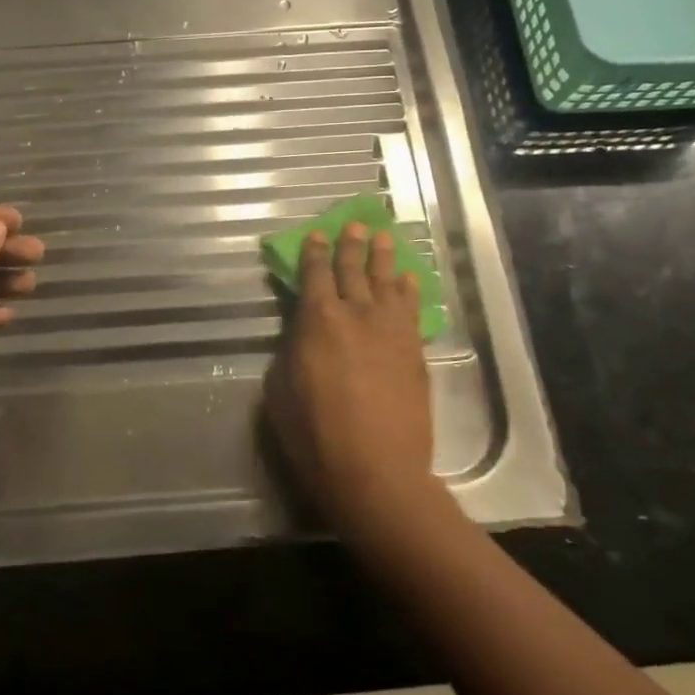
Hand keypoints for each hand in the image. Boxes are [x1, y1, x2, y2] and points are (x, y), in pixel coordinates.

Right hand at [264, 223, 436, 541]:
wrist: (376, 471)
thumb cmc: (314, 434)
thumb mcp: (279, 390)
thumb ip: (290, 352)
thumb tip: (300, 334)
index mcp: (317, 321)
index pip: (314, 275)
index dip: (314, 253)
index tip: (317, 235)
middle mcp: (356, 315)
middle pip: (353, 270)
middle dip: (351, 245)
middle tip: (354, 224)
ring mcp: (391, 331)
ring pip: (386, 282)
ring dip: (382, 258)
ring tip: (383, 237)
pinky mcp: (414, 351)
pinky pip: (410, 309)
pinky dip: (407, 290)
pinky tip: (406, 279)